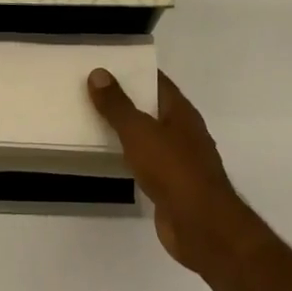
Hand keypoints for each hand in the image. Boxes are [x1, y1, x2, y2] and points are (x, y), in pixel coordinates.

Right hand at [88, 68, 257, 274]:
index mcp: (181, 113)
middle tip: (91, 93)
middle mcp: (184, 132)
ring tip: (94, 122)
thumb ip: (117, 105)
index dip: (135, 72)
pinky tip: (111, 158)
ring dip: (127, 130)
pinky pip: (147, 162)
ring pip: (150, 137)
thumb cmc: (173, 170)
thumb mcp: (139, 132)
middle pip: (153, 109)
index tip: (106, 67)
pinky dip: (130, 157)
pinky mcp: (172, 185)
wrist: (200, 223)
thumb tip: (99, 73)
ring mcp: (180, 160)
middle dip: (127, 101)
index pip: (158, 82)